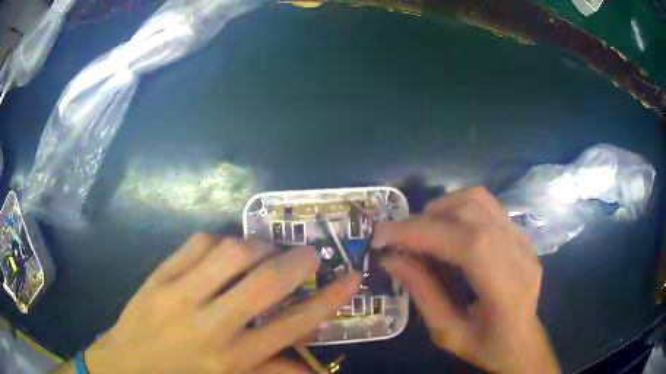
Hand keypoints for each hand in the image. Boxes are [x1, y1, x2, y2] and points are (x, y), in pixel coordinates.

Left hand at [60, 234, 359, 373]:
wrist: (125, 366)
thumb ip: (271, 372)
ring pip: (231, 253)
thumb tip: (314, 370)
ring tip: (267, 250)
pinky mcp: (158, 276)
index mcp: (232, 359)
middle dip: (297, 262)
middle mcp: (210, 326)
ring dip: (259, 245)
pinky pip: (197, 244)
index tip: (351, 277)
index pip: (292, 325)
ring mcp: (179, 296)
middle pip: (265, 283)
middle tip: (310, 253)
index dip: (328, 299)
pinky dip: (221, 241)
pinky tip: (226, 250)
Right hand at [372, 187, 558, 373]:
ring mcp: (523, 240)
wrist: (523, 342)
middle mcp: (519, 254)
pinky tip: (448, 231)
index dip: (419, 232)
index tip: (382, 236)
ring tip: (423, 231)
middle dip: (425, 219)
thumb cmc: (486, 346)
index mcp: (506, 289)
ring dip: (442, 208)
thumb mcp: (447, 333)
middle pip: (471, 211)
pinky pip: (487, 206)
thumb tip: (391, 258)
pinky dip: (459, 210)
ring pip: (479, 199)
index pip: (465, 243)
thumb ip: (422, 293)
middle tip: (399, 239)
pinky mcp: (521, 234)